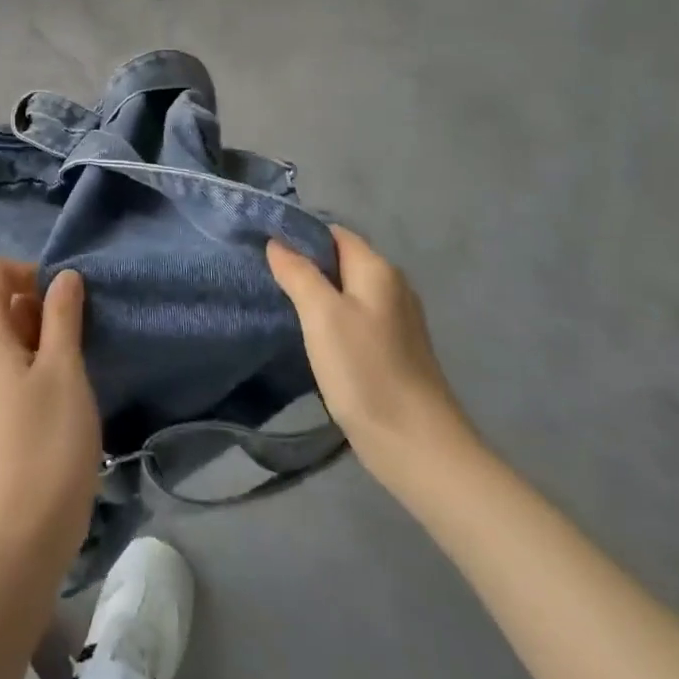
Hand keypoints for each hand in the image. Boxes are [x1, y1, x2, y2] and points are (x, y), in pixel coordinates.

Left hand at [0, 261, 100, 577]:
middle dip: (42, 303)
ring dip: (48, 335)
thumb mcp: (64, 370)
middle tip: (81, 331)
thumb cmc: (47, 443)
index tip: (63, 297)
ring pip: (14, 335)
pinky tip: (72, 386)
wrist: (24, 534)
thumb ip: (63, 316)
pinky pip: (17, 366)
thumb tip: (63, 276)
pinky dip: (44, 362)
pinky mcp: (0, 412)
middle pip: (2, 301)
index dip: (26, 271)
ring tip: (82, 359)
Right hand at [267, 228, 477, 490]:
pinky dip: (330, 319)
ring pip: (346, 291)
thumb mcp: (322, 315)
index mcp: (378, 270)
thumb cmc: (365, 371)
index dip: (299, 235)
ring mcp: (396, 320)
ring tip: (280, 303)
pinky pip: (354, 318)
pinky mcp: (393, 349)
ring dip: (316, 294)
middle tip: (265, 276)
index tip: (263, 247)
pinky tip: (310, 336)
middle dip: (304, 264)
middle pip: (340, 260)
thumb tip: (277, 242)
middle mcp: (392, 287)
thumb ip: (298, 273)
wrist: (416, 445)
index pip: (333, 233)